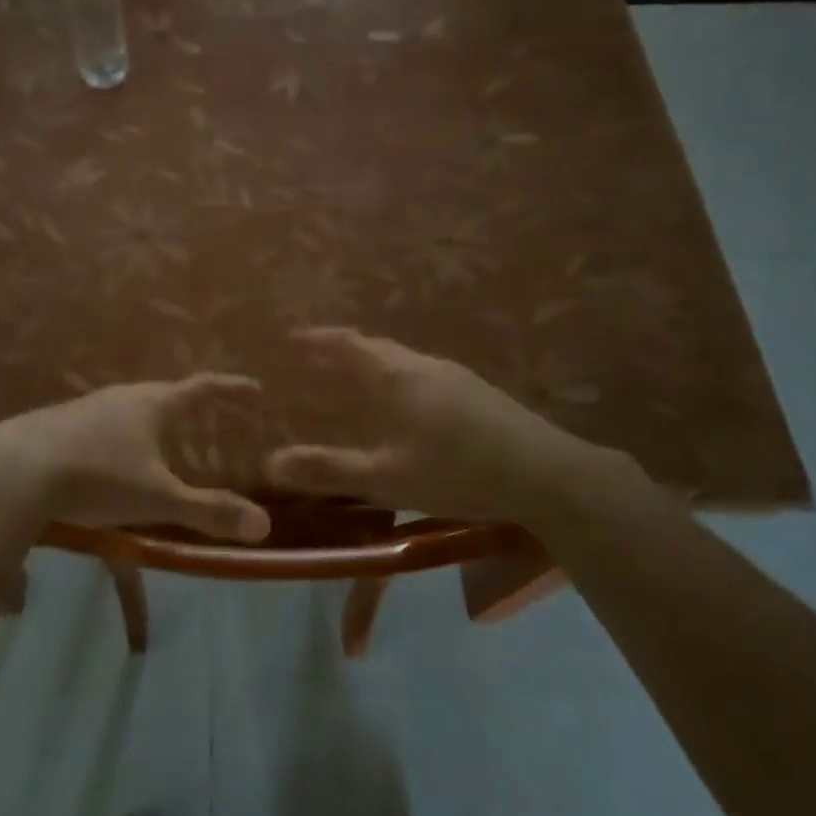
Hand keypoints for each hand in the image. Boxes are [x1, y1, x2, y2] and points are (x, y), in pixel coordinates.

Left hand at [0, 374, 271, 542]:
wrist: (14, 470)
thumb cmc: (97, 476)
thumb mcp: (158, 499)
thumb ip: (209, 511)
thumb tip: (263, 525)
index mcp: (154, 404)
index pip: (203, 388)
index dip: (231, 388)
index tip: (254, 388)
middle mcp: (123, 396)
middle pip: (166, 394)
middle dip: (190, 406)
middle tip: (210, 420)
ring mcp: (88, 406)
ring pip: (131, 408)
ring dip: (153, 420)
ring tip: (164, 441)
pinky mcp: (60, 422)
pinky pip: (104, 422)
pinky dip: (122, 435)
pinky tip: (113, 457)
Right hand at [264, 328, 638, 528]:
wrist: (545, 474)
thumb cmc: (455, 470)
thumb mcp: (385, 477)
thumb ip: (328, 469)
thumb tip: (270, 464)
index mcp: (396, 376)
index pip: (348, 344)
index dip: (319, 339)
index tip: (294, 338)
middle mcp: (424, 365)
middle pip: (376, 348)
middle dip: (343, 351)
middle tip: (319, 363)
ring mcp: (456, 376)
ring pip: (403, 361)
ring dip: (374, 366)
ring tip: (357, 386)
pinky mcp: (479, 393)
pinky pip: (424, 375)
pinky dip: (400, 381)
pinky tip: (408, 410)